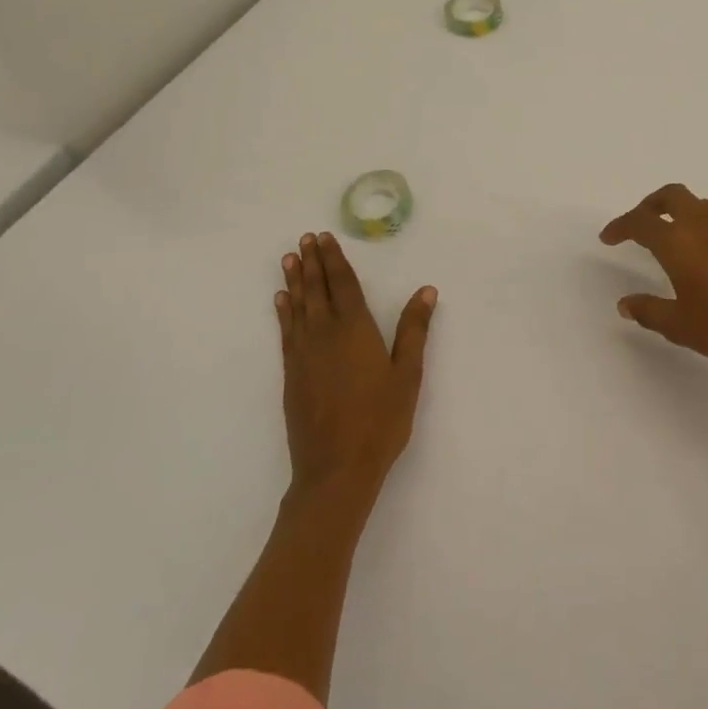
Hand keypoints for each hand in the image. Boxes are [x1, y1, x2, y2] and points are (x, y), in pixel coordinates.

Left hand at [277, 232, 436, 506]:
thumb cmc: (380, 421)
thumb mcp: (408, 375)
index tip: (324, 237)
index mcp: (355, 330)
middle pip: (317, 290)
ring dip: (295, 281)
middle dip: (312, 263)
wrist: (335, 470)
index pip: (343, 284)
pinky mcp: (291, 374)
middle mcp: (325, 334)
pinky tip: (281, 301)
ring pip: (298, 307)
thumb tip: (426, 290)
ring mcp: (303, 355)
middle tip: (304, 239)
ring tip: (289, 259)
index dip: (334, 259)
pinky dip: (283, 312)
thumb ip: (414, 330)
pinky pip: (286, 332)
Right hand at [600, 184, 707, 387]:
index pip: (641, 222)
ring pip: (699, 205)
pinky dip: (702, 227)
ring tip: (670, 237)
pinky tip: (705, 257)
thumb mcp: (679, 326)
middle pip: (672, 196)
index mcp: (678, 242)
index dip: (621, 226)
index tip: (609, 237)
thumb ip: (648, 311)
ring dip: (678, 211)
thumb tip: (625, 304)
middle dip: (650, 204)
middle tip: (639, 224)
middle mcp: (703, 226)